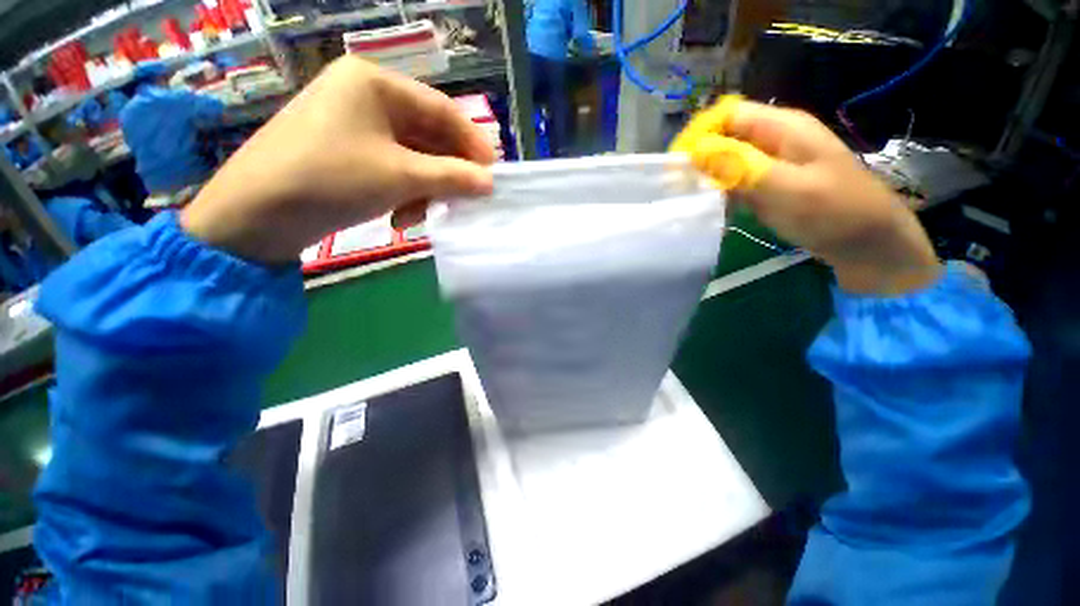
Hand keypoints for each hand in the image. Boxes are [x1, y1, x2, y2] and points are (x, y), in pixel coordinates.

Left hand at [180, 57, 494, 263]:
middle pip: (427, 135)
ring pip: (412, 156)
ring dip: (425, 189)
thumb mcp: (402, 177)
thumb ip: (452, 177)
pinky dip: (404, 192)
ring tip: (421, 216)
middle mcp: (366, 96)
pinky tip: (400, 215)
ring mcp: (355, 124)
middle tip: (463, 200)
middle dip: (446, 172)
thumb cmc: (332, 179)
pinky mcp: (347, 151)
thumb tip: (489, 183)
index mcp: (376, 83)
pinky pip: (393, 168)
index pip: (442, 110)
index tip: (492, 174)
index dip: (472, 143)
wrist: (257, 213)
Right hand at [685, 98, 940, 295]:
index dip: (701, 134)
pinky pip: (737, 183)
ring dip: (709, 178)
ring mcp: (773, 165)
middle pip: (726, 138)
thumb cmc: (834, 211)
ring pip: (728, 162)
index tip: (678, 164)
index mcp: (783, 127)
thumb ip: (740, 167)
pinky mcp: (771, 187)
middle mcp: (775, 140)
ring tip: (691, 201)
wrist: (868, 243)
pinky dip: (722, 194)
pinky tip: (712, 210)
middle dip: (700, 159)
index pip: (729, 115)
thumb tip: (695, 153)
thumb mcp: (786, 187)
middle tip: (680, 188)